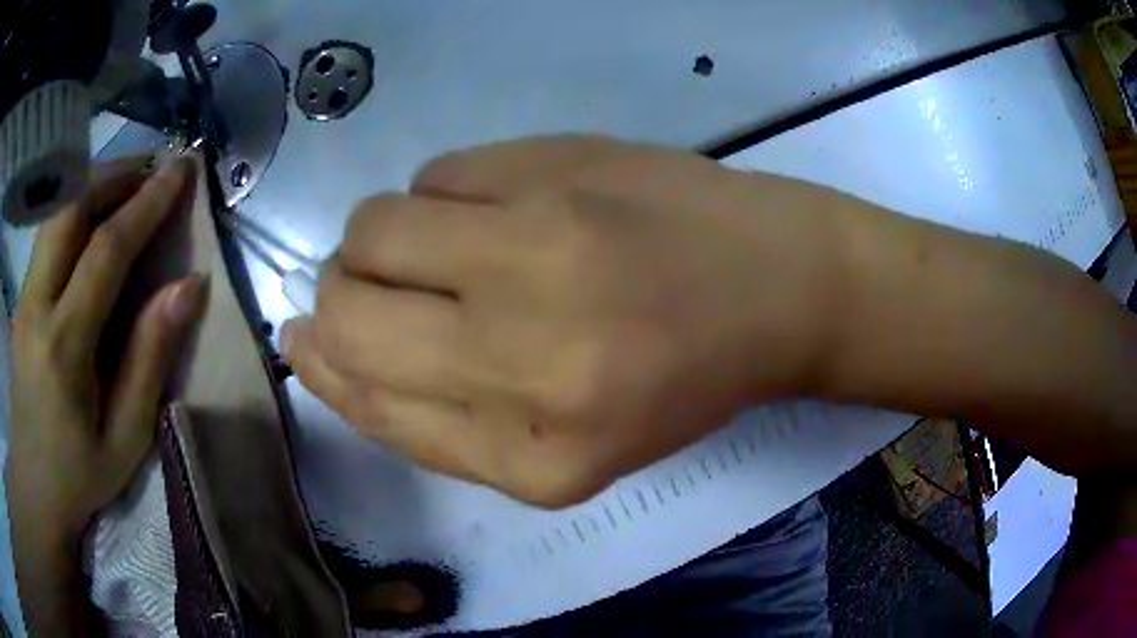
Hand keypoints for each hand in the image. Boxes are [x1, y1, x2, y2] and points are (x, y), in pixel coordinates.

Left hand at [7, 156, 202, 542]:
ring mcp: (24, 296)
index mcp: (64, 347)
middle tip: (154, 168)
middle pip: (71, 209)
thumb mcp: (125, 436)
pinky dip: (77, 206)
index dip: (145, 204)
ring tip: (130, 181)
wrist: (33, 483)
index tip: (180, 171)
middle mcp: (36, 305)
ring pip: (57, 212)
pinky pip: (49, 232)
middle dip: (116, 174)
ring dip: (95, 184)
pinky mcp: (21, 297)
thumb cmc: (79, 474)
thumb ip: (150, 358)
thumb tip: (188, 286)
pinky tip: (95, 213)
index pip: (105, 251)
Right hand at [283, 136, 840, 506]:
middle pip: (347, 311)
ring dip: (380, 242)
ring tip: (444, 246)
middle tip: (366, 288)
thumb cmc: (675, 377)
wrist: (776, 285)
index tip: (304, 338)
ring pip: (372, 228)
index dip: (322, 367)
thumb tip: (320, 345)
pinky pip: (434, 175)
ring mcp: (540, 246)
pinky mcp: (555, 163)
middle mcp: (526, 356)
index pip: (370, 403)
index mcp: (537, 458)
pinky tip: (498, 208)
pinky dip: (442, 197)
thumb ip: (432, 414)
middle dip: (336, 298)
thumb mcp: (560, 445)